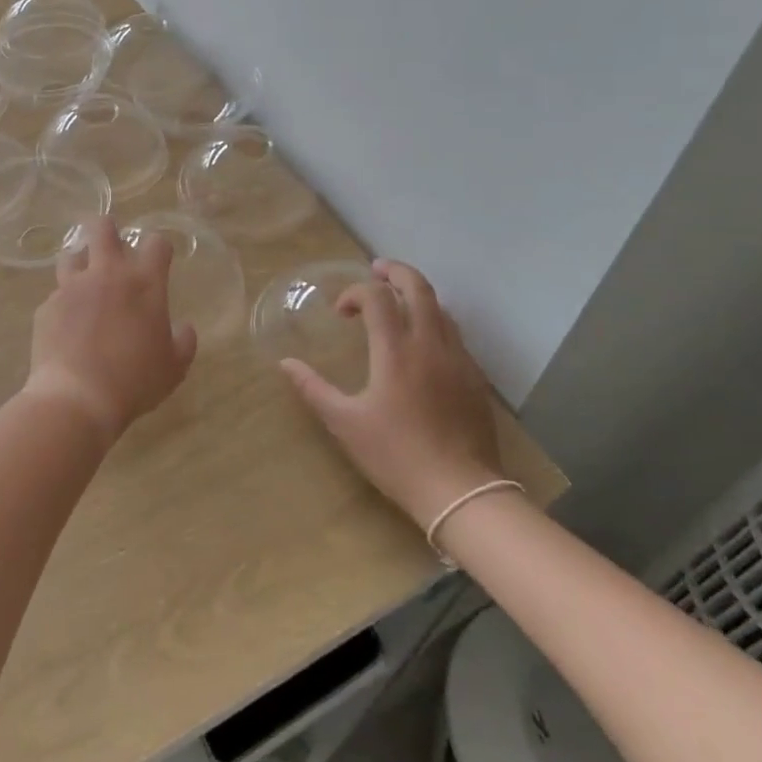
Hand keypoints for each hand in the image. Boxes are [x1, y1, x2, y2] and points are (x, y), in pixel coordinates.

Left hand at [26, 219, 198, 446]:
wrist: (77, 399)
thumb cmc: (134, 381)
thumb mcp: (173, 368)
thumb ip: (183, 342)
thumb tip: (184, 328)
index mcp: (143, 283)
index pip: (156, 242)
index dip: (159, 247)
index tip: (158, 260)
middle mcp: (107, 274)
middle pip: (102, 228)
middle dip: (107, 230)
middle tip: (112, 248)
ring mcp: (72, 288)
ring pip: (71, 254)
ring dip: (80, 263)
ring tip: (85, 284)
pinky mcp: (47, 307)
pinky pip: (56, 295)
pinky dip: (64, 304)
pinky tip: (67, 326)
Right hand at [281, 259, 504, 526]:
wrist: (462, 491)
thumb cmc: (397, 455)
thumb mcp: (346, 424)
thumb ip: (314, 389)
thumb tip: (286, 363)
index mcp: (396, 350)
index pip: (377, 297)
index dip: (355, 292)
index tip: (340, 312)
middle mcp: (430, 343)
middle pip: (418, 287)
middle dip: (395, 272)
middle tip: (376, 270)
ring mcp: (457, 358)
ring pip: (440, 307)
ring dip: (416, 294)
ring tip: (397, 301)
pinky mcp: (474, 376)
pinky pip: (454, 332)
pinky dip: (434, 320)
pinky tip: (422, 341)